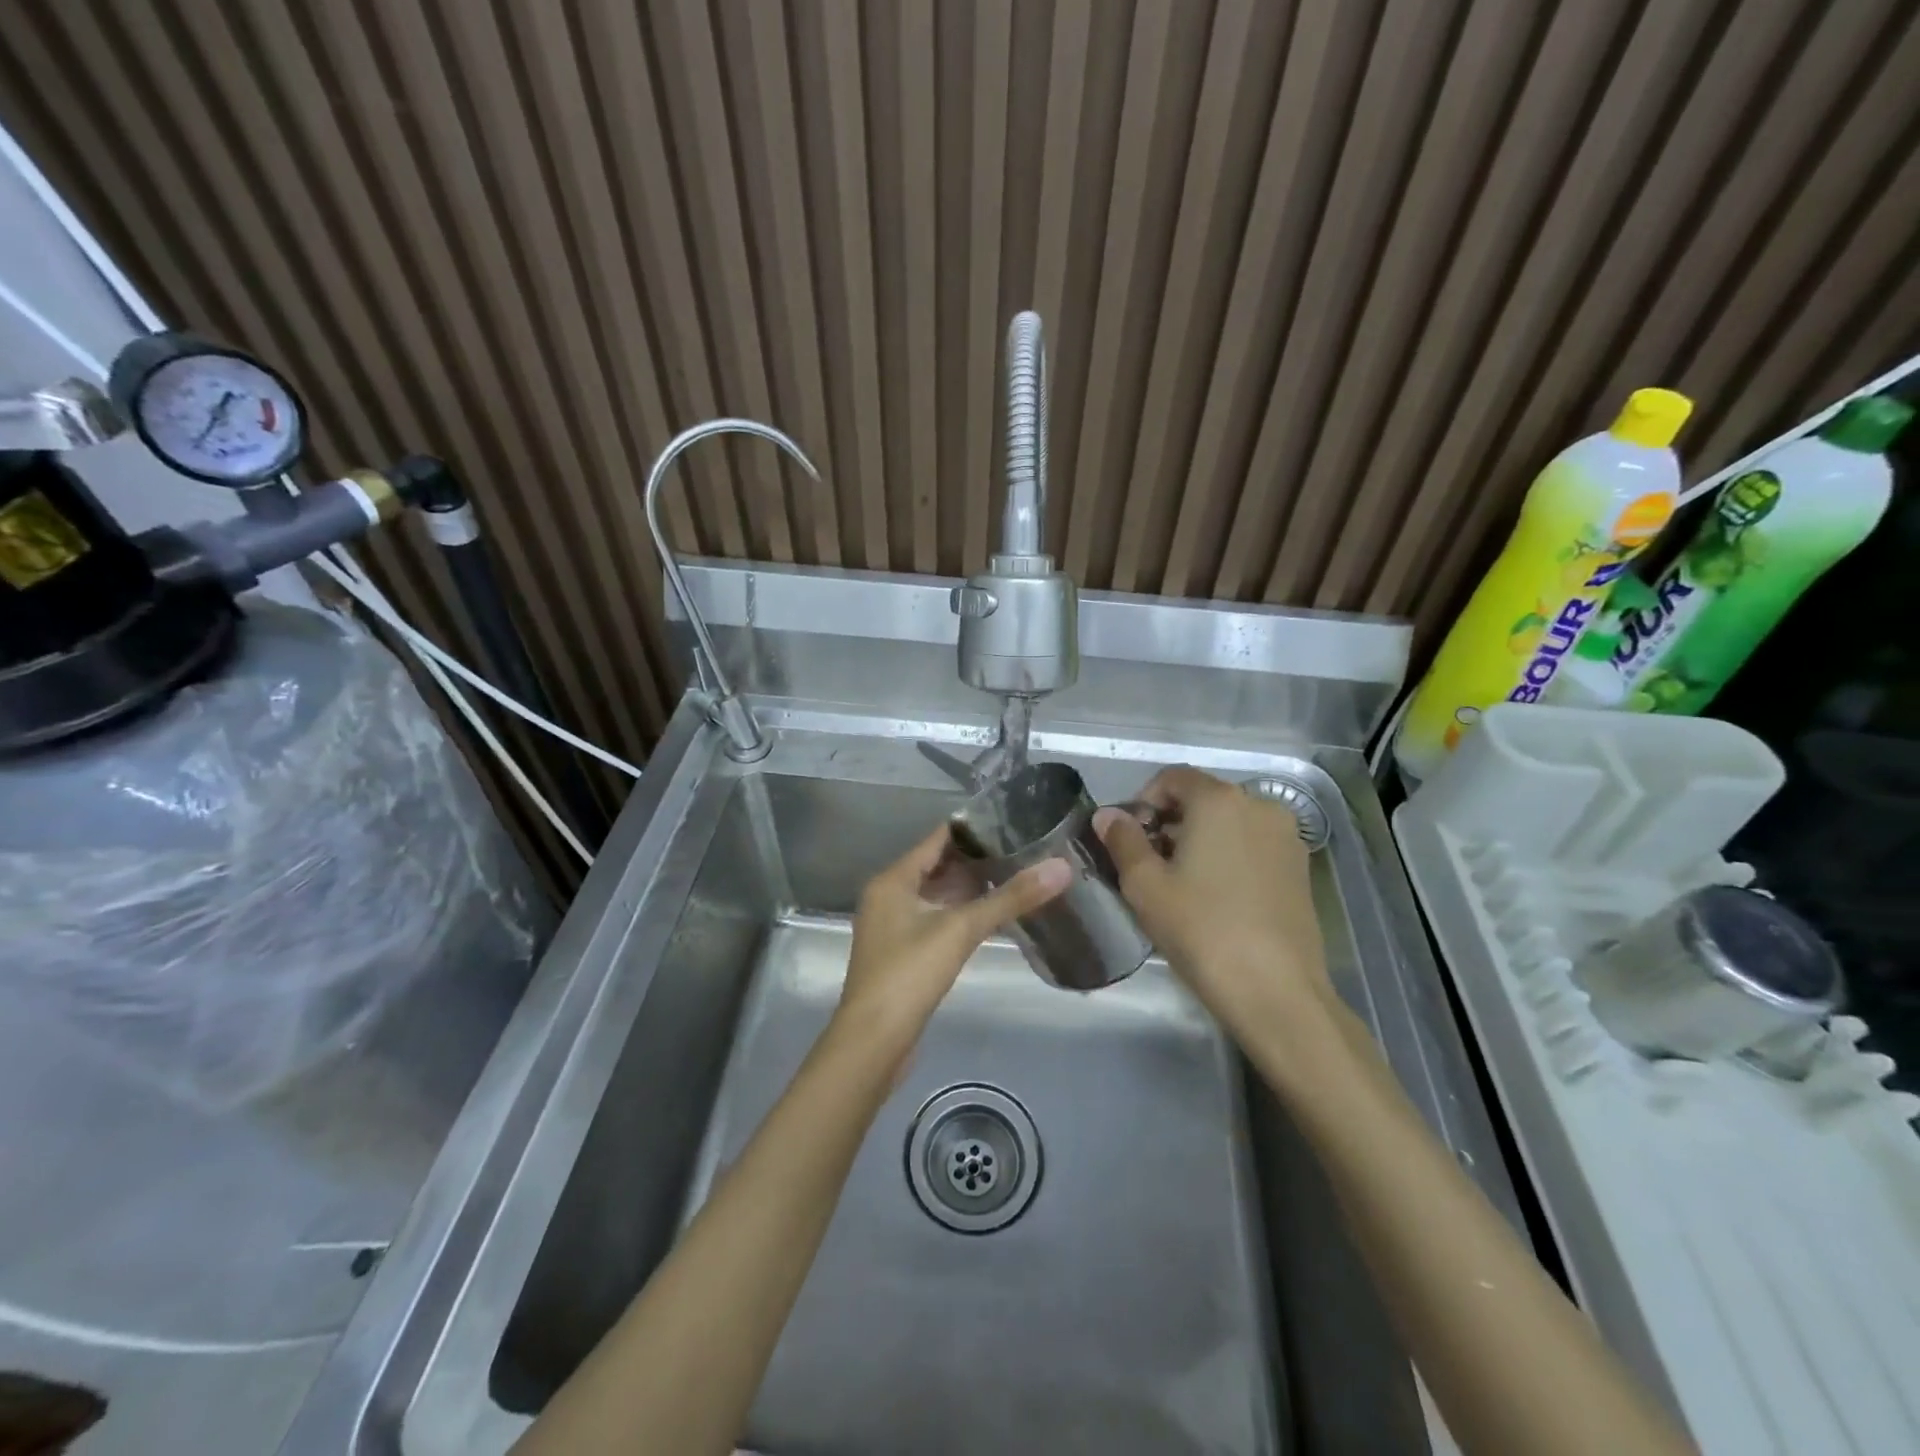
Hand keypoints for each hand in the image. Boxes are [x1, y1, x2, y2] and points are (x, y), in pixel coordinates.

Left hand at [834, 826, 1069, 1064]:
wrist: (874, 1042)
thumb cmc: (909, 973)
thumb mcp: (961, 929)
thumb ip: (1010, 898)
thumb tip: (1061, 867)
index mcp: (893, 880)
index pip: (937, 839)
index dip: (973, 829)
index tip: (1012, 821)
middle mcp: (888, 896)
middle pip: (937, 865)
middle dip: (977, 859)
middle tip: (1024, 849)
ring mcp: (893, 926)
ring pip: (937, 895)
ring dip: (970, 888)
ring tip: (1016, 876)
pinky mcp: (903, 953)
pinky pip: (935, 919)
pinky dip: (960, 913)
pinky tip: (991, 916)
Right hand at [1096, 766, 1329, 1029]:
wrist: (1276, 991)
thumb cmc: (1201, 929)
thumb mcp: (1145, 884)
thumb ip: (1122, 839)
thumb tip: (1107, 815)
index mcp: (1220, 800)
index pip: (1171, 777)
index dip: (1142, 801)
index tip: (1129, 839)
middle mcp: (1260, 805)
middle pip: (1202, 797)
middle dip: (1170, 821)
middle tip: (1148, 864)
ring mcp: (1287, 836)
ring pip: (1230, 822)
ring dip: (1200, 839)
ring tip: (1181, 883)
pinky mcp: (1301, 868)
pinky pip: (1253, 845)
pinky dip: (1228, 856)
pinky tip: (1216, 896)